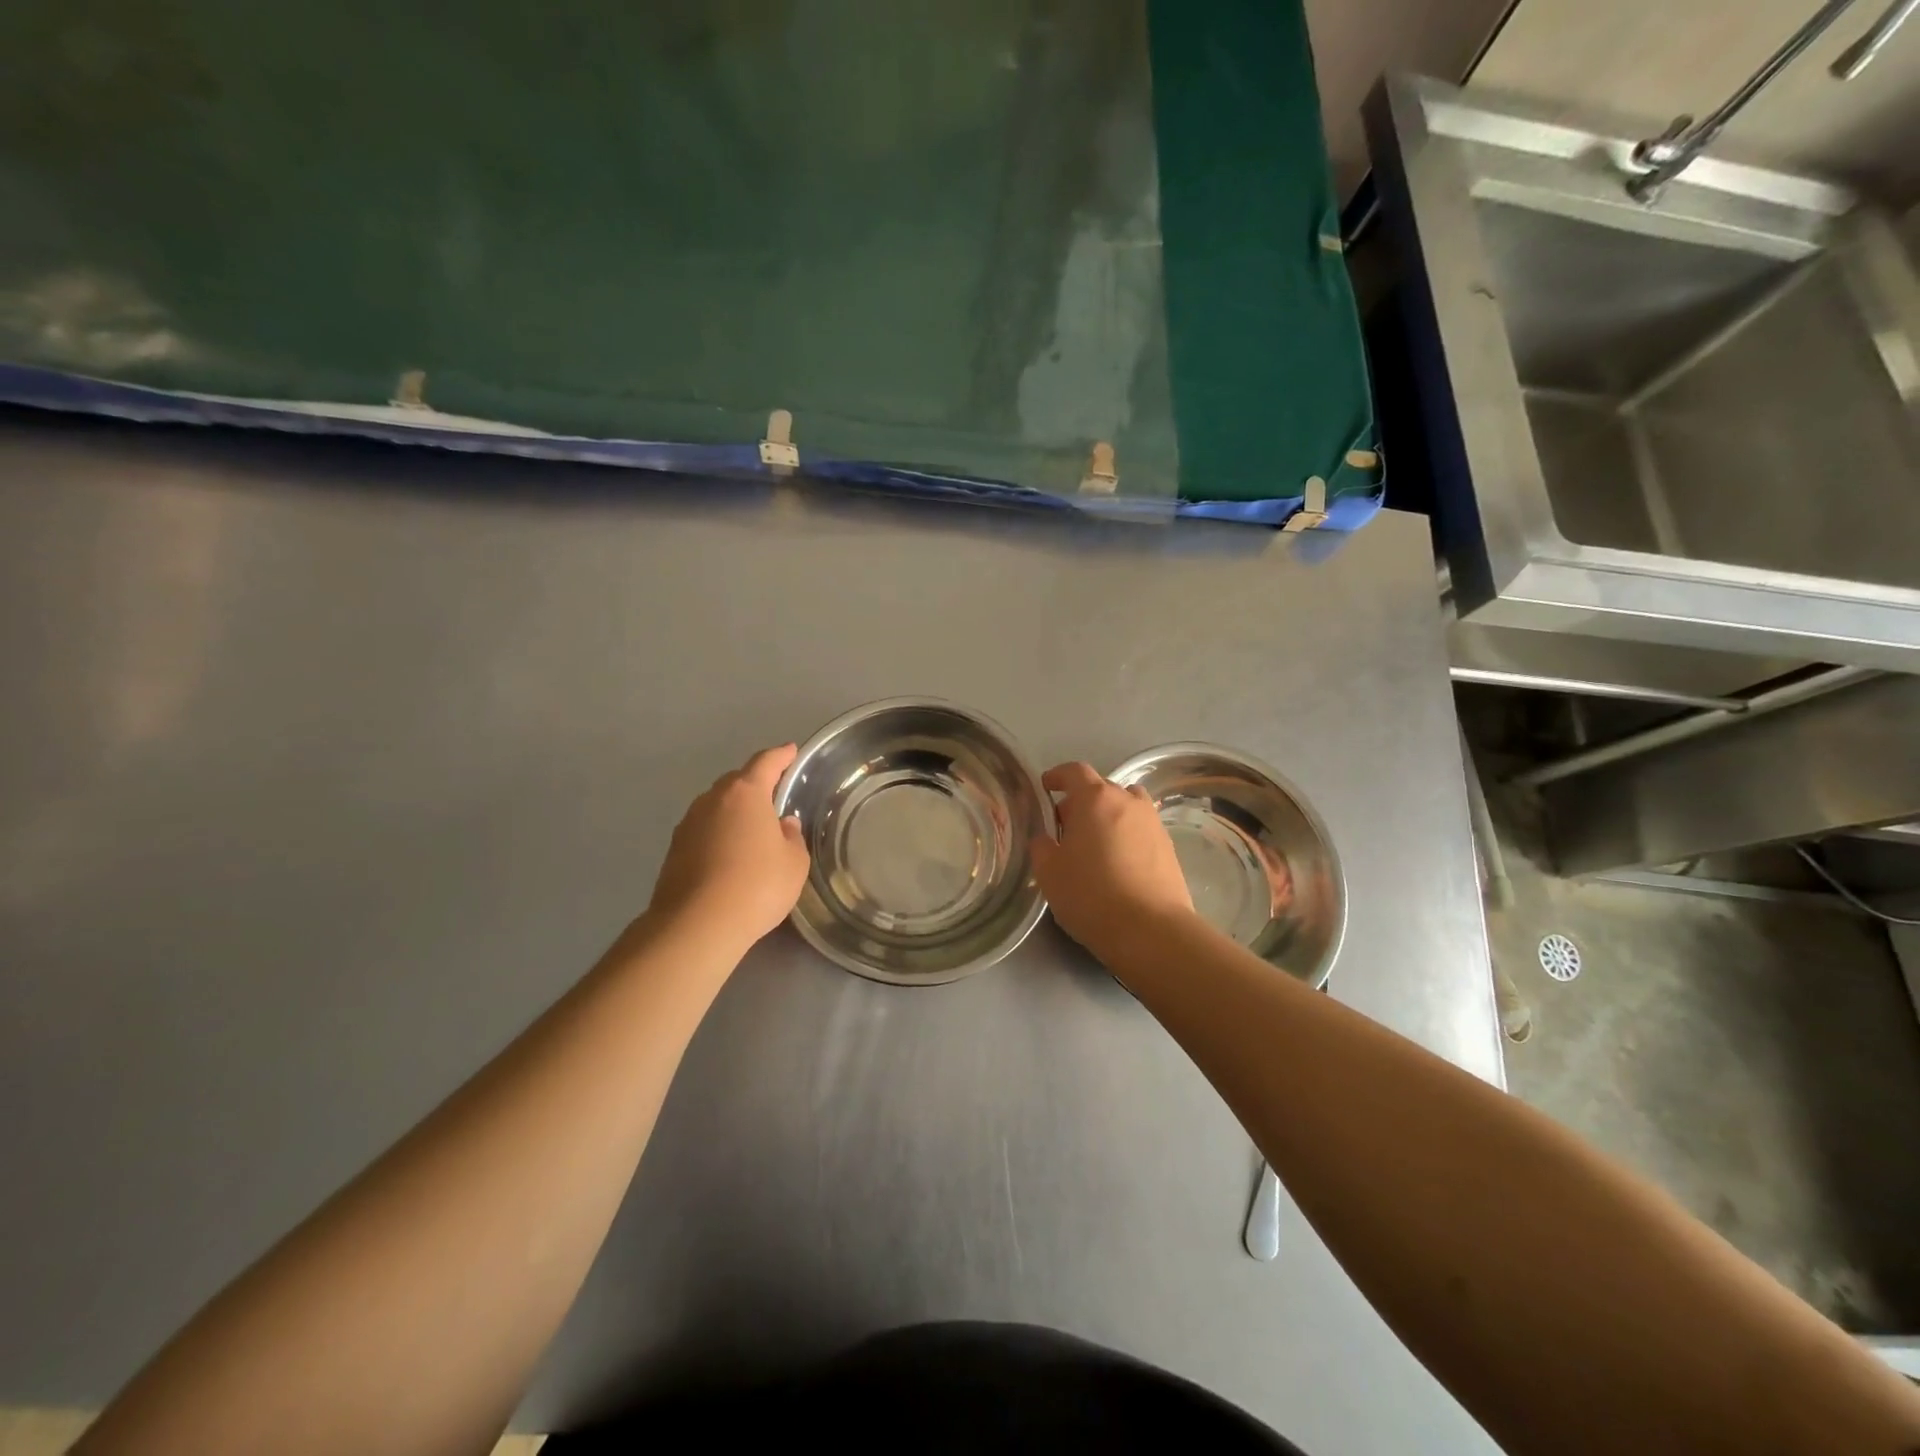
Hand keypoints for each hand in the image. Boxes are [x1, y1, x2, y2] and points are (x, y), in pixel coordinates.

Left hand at [647, 744, 809, 948]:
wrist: (696, 925)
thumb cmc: (757, 886)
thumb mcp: (794, 863)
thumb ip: (792, 838)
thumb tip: (783, 824)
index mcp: (745, 793)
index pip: (766, 762)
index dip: (781, 756)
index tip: (791, 751)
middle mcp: (712, 800)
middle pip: (737, 782)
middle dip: (755, 785)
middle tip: (774, 798)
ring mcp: (688, 824)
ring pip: (716, 807)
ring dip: (734, 812)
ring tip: (752, 831)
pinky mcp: (673, 850)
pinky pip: (703, 831)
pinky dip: (718, 834)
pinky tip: (729, 856)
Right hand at [1030, 761, 1192, 960]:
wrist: (1151, 930)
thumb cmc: (1091, 895)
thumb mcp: (1049, 873)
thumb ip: (1041, 847)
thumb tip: (1045, 838)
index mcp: (1095, 799)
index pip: (1074, 772)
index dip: (1058, 776)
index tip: (1046, 786)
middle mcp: (1128, 802)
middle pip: (1102, 788)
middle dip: (1081, 800)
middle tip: (1066, 826)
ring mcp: (1153, 823)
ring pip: (1126, 806)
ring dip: (1108, 815)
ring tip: (1096, 842)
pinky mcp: (1169, 847)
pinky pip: (1141, 829)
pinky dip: (1126, 835)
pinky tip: (1118, 862)